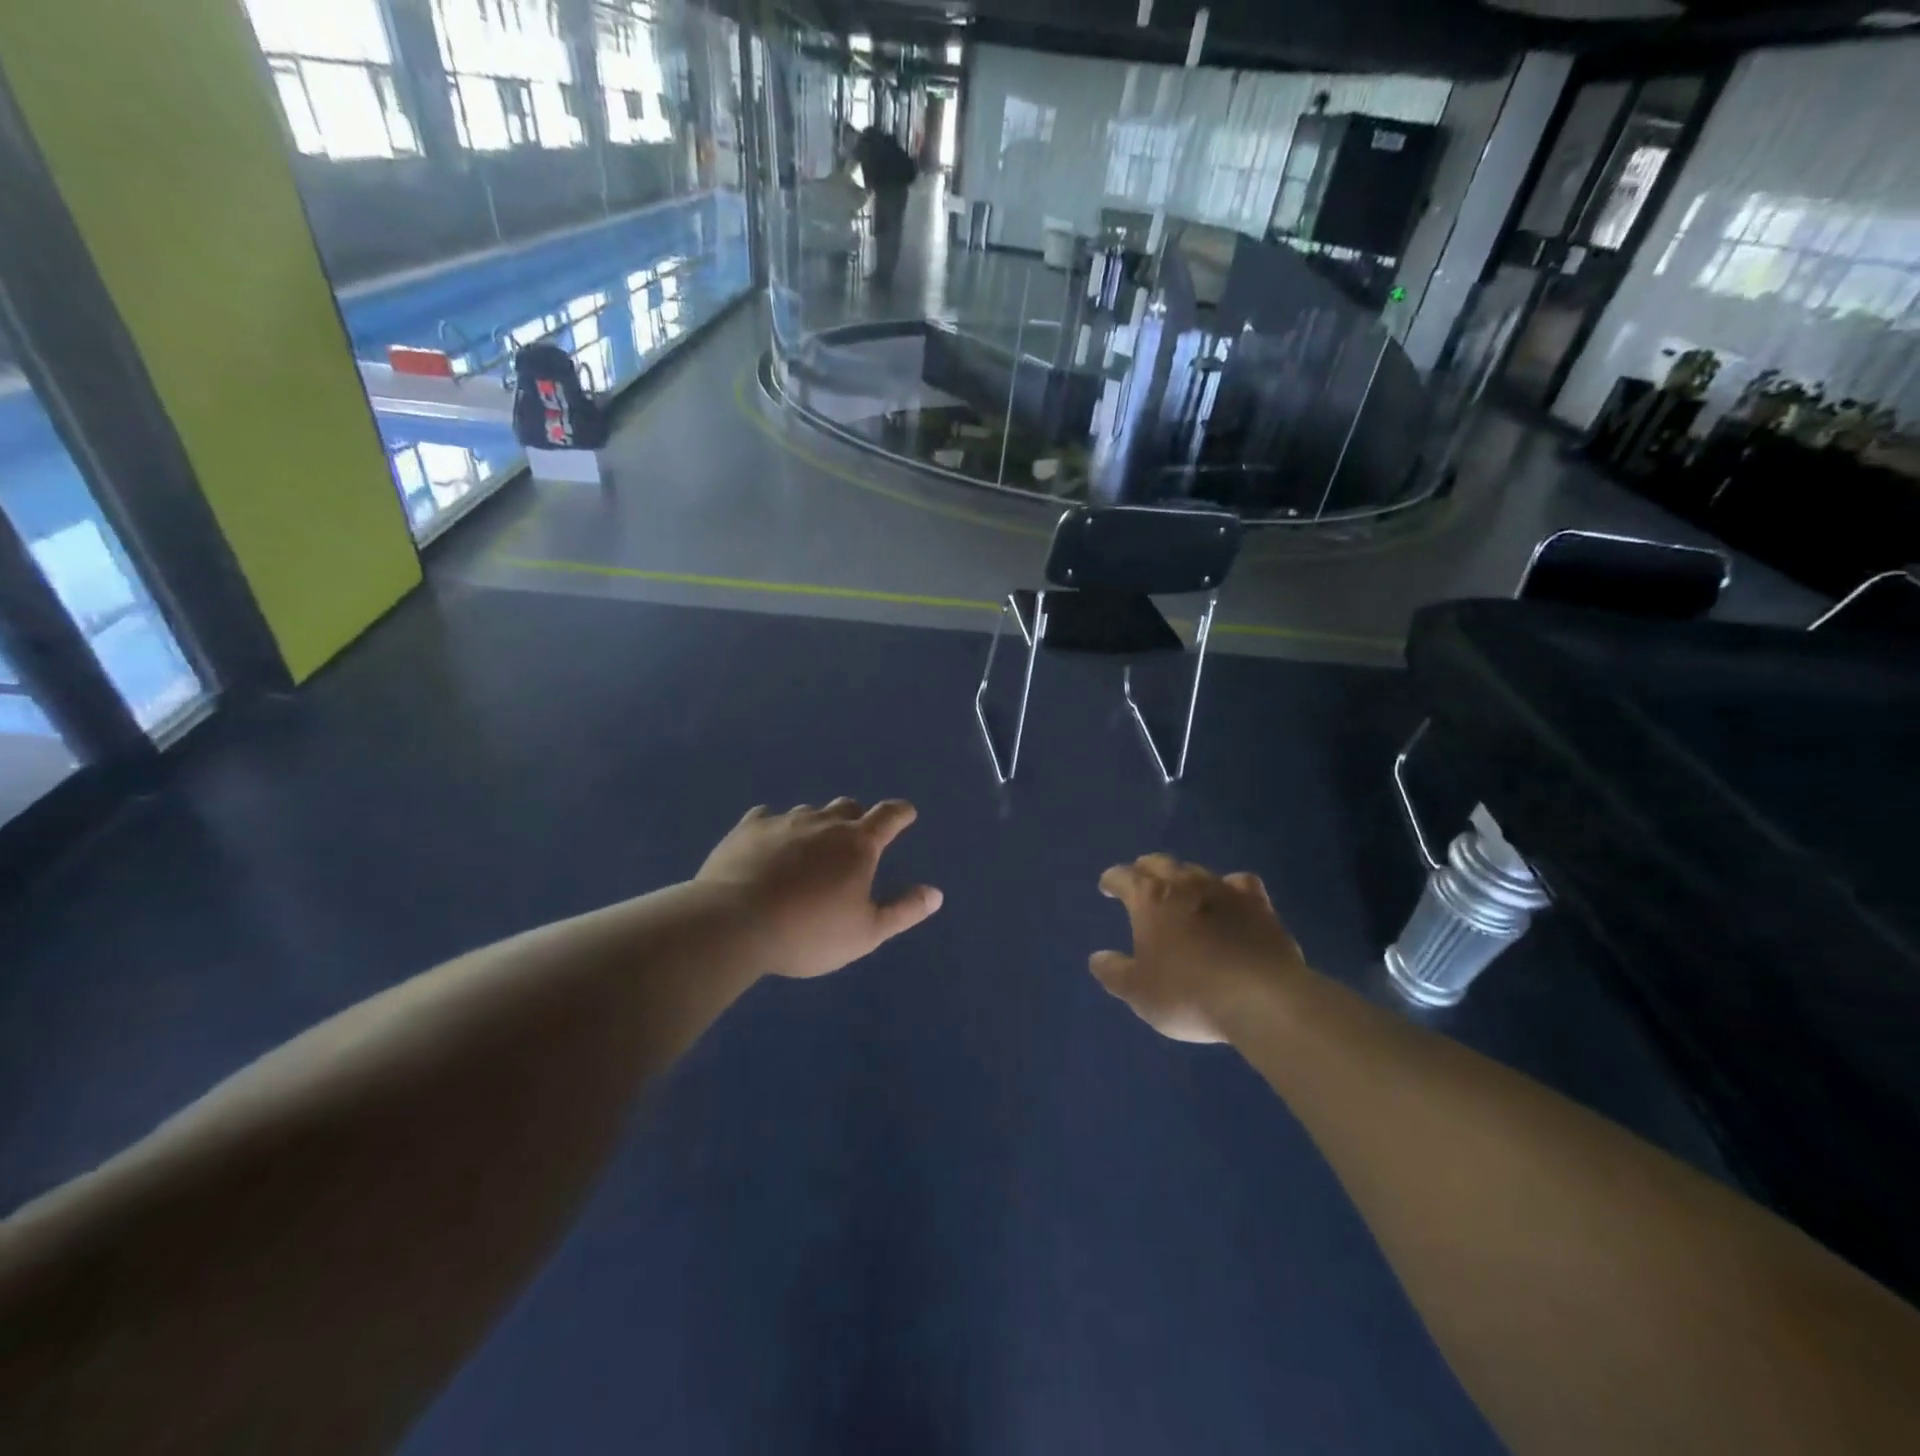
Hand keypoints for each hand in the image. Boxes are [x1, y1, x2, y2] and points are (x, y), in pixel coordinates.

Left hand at [696, 799, 941, 978]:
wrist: (734, 923)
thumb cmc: (809, 932)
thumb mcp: (866, 933)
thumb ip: (903, 911)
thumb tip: (935, 893)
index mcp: (858, 844)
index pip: (889, 817)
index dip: (901, 813)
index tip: (906, 813)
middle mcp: (824, 823)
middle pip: (848, 807)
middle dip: (857, 818)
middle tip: (855, 837)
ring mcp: (784, 822)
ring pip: (809, 812)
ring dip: (817, 824)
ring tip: (810, 846)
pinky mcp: (748, 829)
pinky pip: (767, 816)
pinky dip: (776, 826)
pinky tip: (769, 840)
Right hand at [1090, 855, 1307, 1043]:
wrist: (1261, 1000)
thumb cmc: (1188, 993)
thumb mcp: (1139, 992)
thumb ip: (1114, 972)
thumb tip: (1097, 958)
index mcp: (1150, 898)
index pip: (1123, 877)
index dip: (1112, 880)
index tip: (1107, 886)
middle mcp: (1184, 883)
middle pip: (1159, 863)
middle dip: (1145, 870)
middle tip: (1140, 881)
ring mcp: (1225, 890)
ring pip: (1197, 870)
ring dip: (1184, 878)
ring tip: (1182, 891)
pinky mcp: (1259, 905)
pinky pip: (1240, 884)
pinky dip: (1230, 888)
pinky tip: (1230, 898)